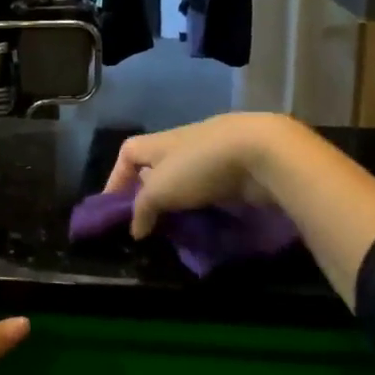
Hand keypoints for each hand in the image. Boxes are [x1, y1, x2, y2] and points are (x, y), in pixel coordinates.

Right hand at [103, 112, 297, 238]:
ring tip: (176, 231)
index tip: (114, 207)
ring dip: (179, 205)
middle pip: (157, 168)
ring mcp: (212, 158)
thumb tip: (136, 229)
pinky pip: (211, 191)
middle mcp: (182, 146)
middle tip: (148, 226)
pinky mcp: (235, 172)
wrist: (260, 153)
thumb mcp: (160, 189)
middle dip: (150, 196)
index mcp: (159, 143)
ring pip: (186, 182)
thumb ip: (142, 209)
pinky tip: (205, 225)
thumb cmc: (200, 166)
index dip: (116, 177)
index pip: (128, 153)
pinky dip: (204, 207)